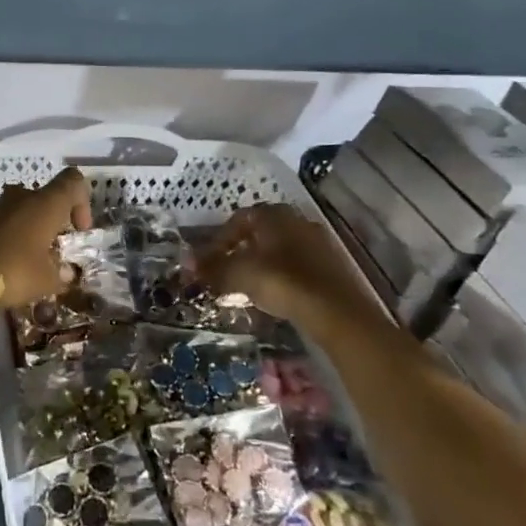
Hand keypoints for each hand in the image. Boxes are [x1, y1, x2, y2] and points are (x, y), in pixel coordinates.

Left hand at [0, 168, 92, 308]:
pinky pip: (2, 221)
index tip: (78, 229)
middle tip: (53, 248)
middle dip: (52, 220)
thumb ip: (61, 273)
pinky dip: (9, 234)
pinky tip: (8, 260)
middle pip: (45, 197)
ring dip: (29, 227)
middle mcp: (22, 196)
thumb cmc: (16, 271)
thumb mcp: (47, 280)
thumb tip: (65, 272)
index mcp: (45, 203)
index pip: (72, 181)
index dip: (82, 201)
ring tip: (30, 257)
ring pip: (22, 208)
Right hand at [195, 204, 389, 342]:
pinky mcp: (332, 265)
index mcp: (273, 214)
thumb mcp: (240, 274)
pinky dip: (282, 275)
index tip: (208, 262)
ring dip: (261, 263)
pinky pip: (297, 264)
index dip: (218, 240)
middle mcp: (297, 220)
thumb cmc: (282, 282)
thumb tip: (188, 265)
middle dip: (240, 250)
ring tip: (248, 286)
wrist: (337, 311)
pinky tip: (275, 294)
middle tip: (226, 271)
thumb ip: (213, 268)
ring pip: (279, 248)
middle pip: (260, 232)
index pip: (237, 219)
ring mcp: (318, 241)